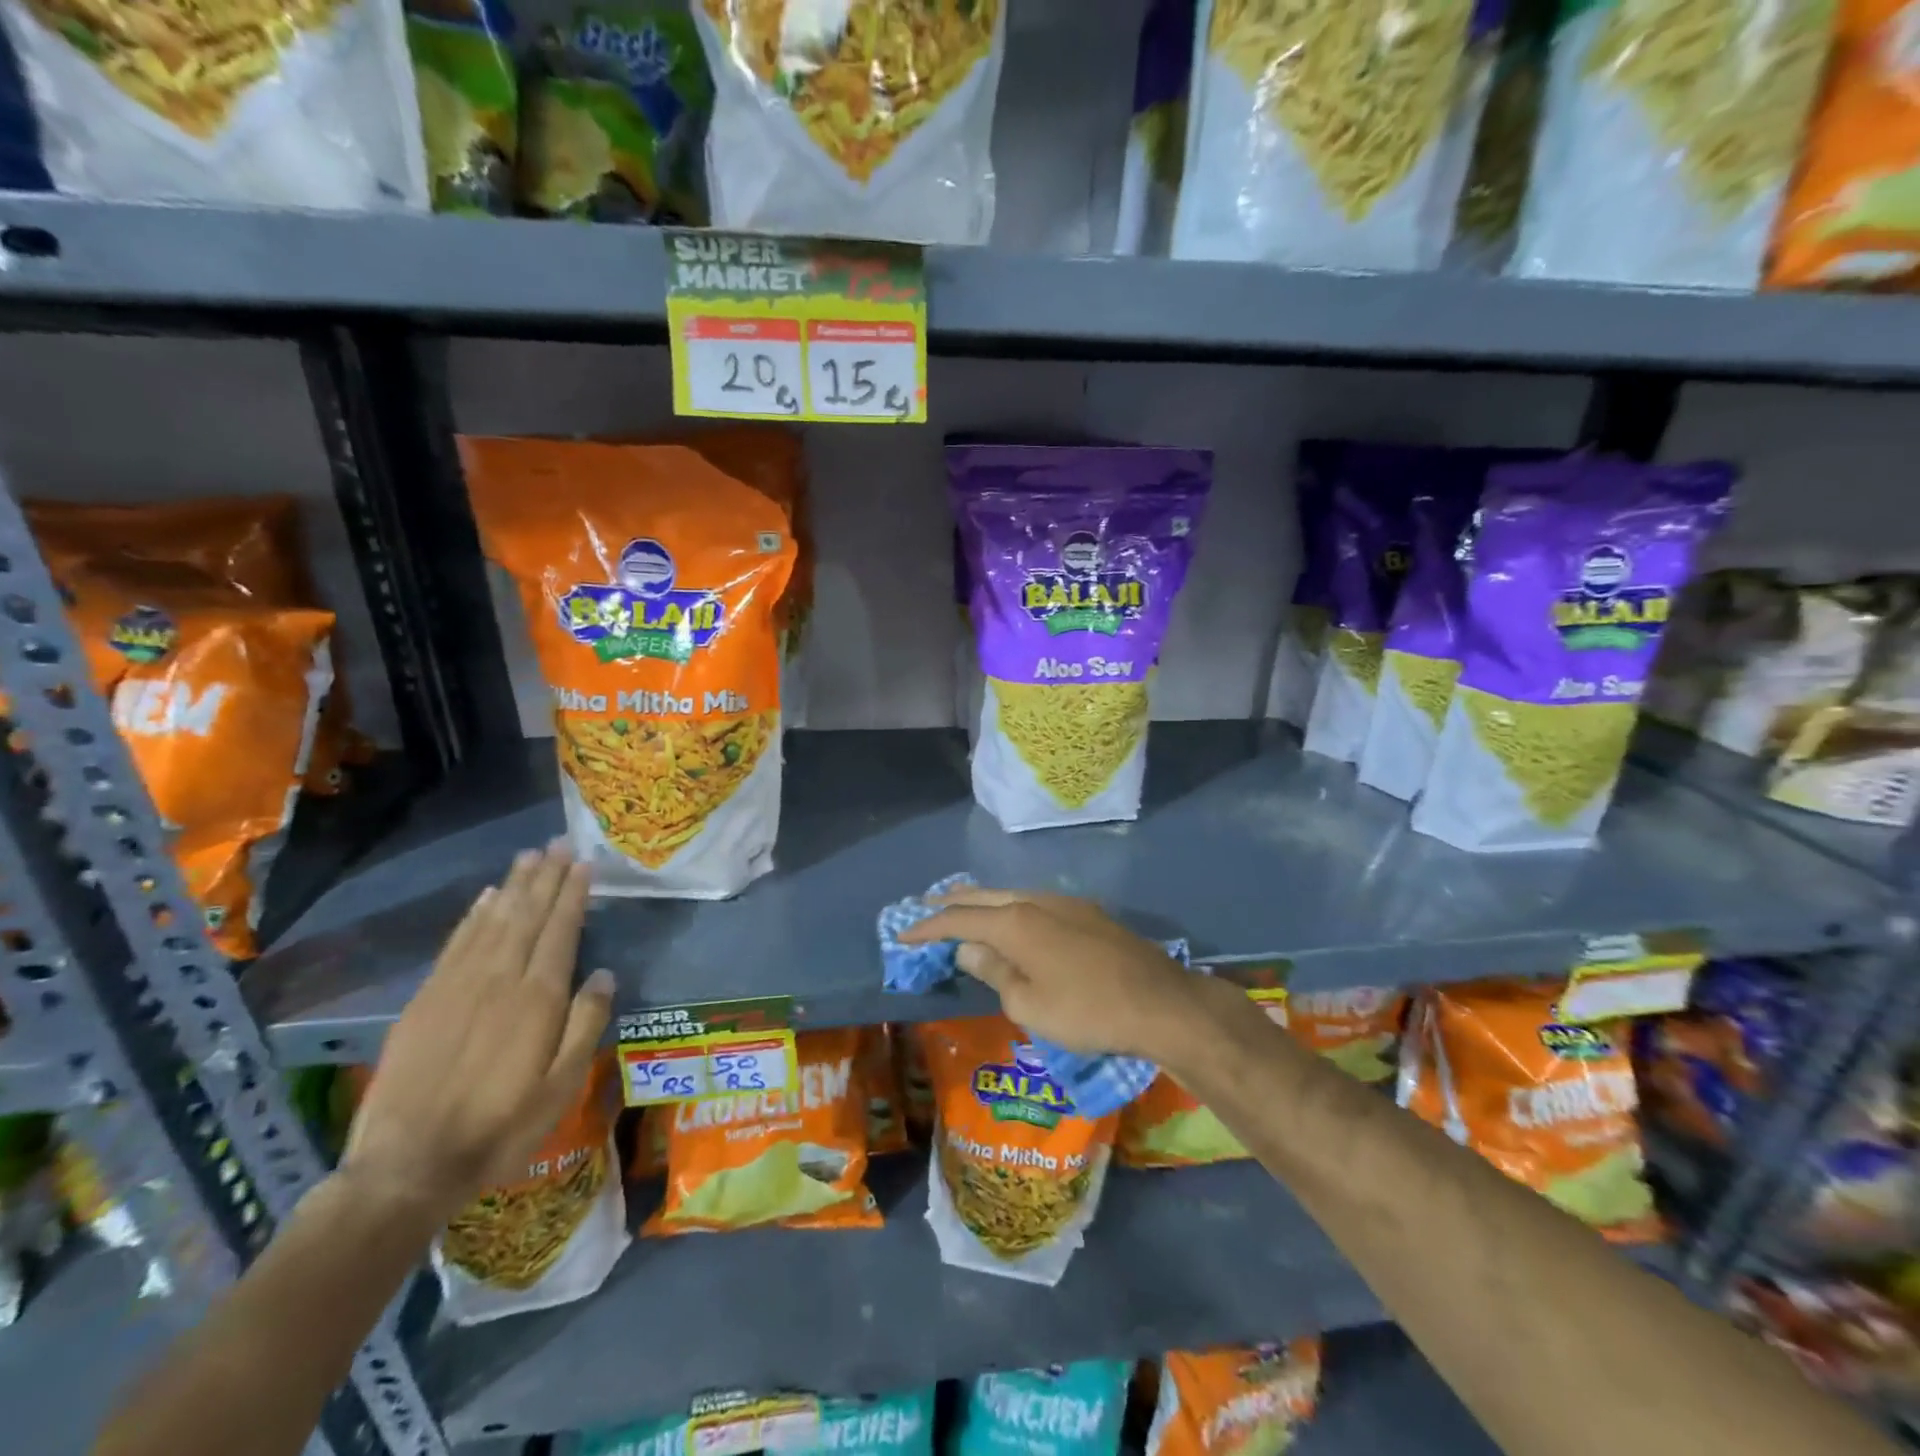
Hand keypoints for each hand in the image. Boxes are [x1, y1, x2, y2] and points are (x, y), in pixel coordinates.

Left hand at [340, 844, 614, 1225]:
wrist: (406, 1167)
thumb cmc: (500, 1129)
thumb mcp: (561, 1088)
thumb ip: (586, 1025)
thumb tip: (605, 974)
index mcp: (537, 999)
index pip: (560, 931)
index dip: (572, 895)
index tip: (583, 863)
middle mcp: (498, 980)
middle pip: (526, 916)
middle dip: (545, 877)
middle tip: (558, 843)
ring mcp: (456, 987)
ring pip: (492, 922)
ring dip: (513, 886)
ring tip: (528, 857)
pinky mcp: (424, 1001)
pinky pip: (455, 945)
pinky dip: (473, 916)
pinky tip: (486, 898)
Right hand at [900, 887, 1223, 1058]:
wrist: (1160, 1002)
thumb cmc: (1087, 1011)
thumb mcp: (1029, 1005)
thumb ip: (994, 972)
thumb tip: (970, 950)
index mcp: (1016, 922)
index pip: (959, 919)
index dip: (927, 927)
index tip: (901, 934)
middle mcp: (1036, 901)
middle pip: (983, 895)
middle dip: (951, 902)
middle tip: (925, 907)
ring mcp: (1065, 903)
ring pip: (1011, 894)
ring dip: (983, 901)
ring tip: (963, 909)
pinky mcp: (1087, 912)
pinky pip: (1035, 903)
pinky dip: (1011, 908)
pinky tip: (1012, 920)